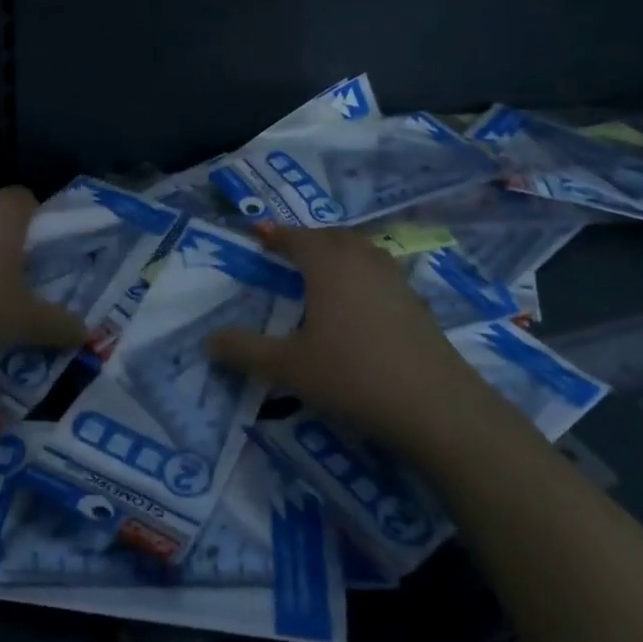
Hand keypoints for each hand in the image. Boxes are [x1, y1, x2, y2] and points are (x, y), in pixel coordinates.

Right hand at [207, 224, 475, 450]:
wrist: (435, 406)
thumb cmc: (353, 375)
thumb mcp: (288, 367)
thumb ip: (245, 350)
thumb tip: (207, 340)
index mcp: (328, 264)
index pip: (297, 238)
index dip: (276, 236)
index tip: (260, 236)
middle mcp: (362, 260)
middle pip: (332, 236)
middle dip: (308, 239)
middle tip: (289, 252)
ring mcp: (395, 279)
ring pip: (361, 250)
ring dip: (339, 252)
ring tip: (324, 271)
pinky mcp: (416, 302)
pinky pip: (380, 272)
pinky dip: (362, 273)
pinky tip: (360, 303)